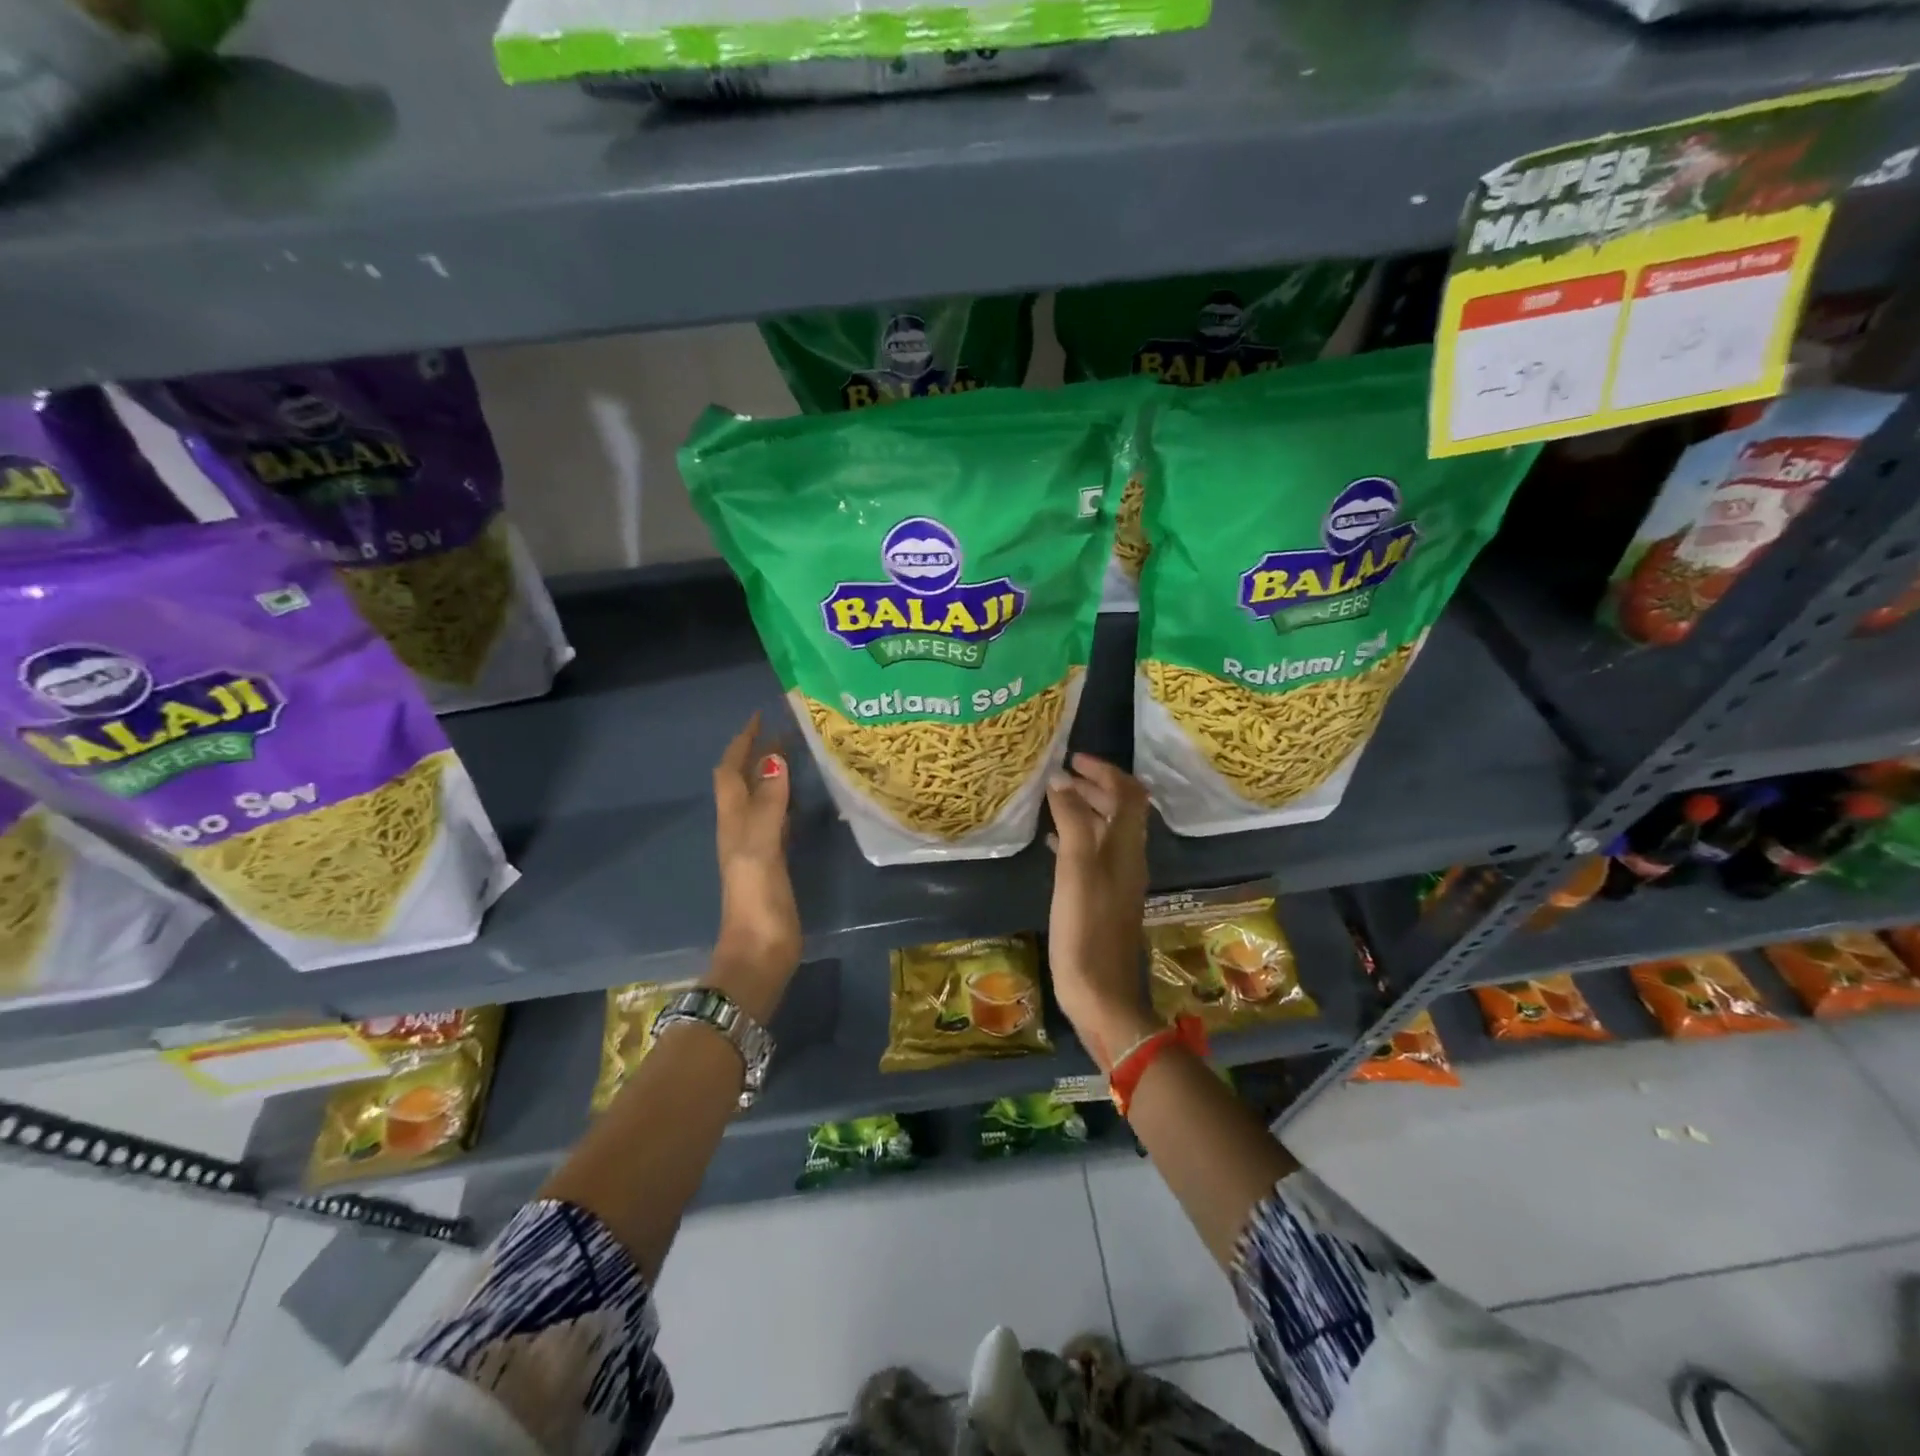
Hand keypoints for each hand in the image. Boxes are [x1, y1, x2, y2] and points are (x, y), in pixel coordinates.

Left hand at [709, 713, 801, 1018]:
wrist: (759, 953)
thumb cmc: (757, 899)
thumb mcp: (762, 847)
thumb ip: (769, 804)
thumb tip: (774, 758)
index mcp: (734, 822)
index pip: (731, 772)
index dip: (742, 743)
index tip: (760, 716)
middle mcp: (741, 829)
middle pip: (744, 782)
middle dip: (758, 753)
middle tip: (785, 730)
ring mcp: (756, 848)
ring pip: (760, 799)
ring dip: (771, 775)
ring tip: (795, 754)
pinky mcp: (773, 864)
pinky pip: (777, 820)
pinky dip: (785, 801)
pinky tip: (802, 800)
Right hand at [1045, 754, 1155, 1072]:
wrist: (1101, 995)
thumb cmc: (1085, 930)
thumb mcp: (1075, 871)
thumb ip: (1072, 823)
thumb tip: (1061, 781)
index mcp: (1127, 848)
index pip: (1130, 794)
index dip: (1106, 771)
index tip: (1073, 760)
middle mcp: (1129, 859)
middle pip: (1121, 810)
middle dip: (1094, 787)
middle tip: (1059, 778)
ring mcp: (1118, 881)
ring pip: (1107, 832)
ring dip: (1085, 810)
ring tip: (1052, 802)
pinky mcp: (1104, 899)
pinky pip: (1094, 855)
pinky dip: (1077, 838)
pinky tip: (1052, 843)